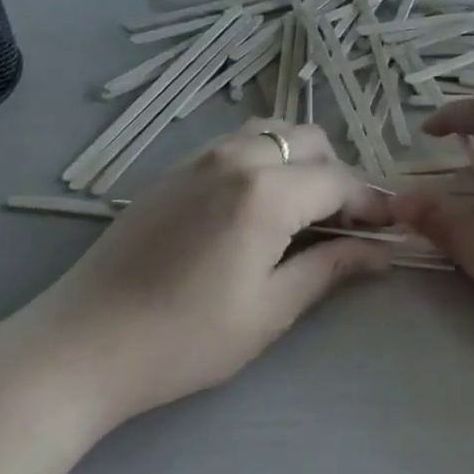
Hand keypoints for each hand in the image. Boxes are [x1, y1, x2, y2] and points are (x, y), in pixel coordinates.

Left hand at [32, 121, 393, 429]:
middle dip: (339, 175)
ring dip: (302, 158)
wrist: (82, 342)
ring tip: (305, 207)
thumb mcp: (269, 311)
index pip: (339, 180)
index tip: (391, 225)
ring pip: (275, 131)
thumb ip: (330, 269)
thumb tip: (383, 251)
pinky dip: (268, 156)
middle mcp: (238, 156)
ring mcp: (203, 155)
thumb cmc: (184, 339)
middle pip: (311, 141)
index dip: (371, 201)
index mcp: (266, 192)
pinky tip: (260, 200)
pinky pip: (240, 141)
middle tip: (345, 223)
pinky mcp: (178, 165)